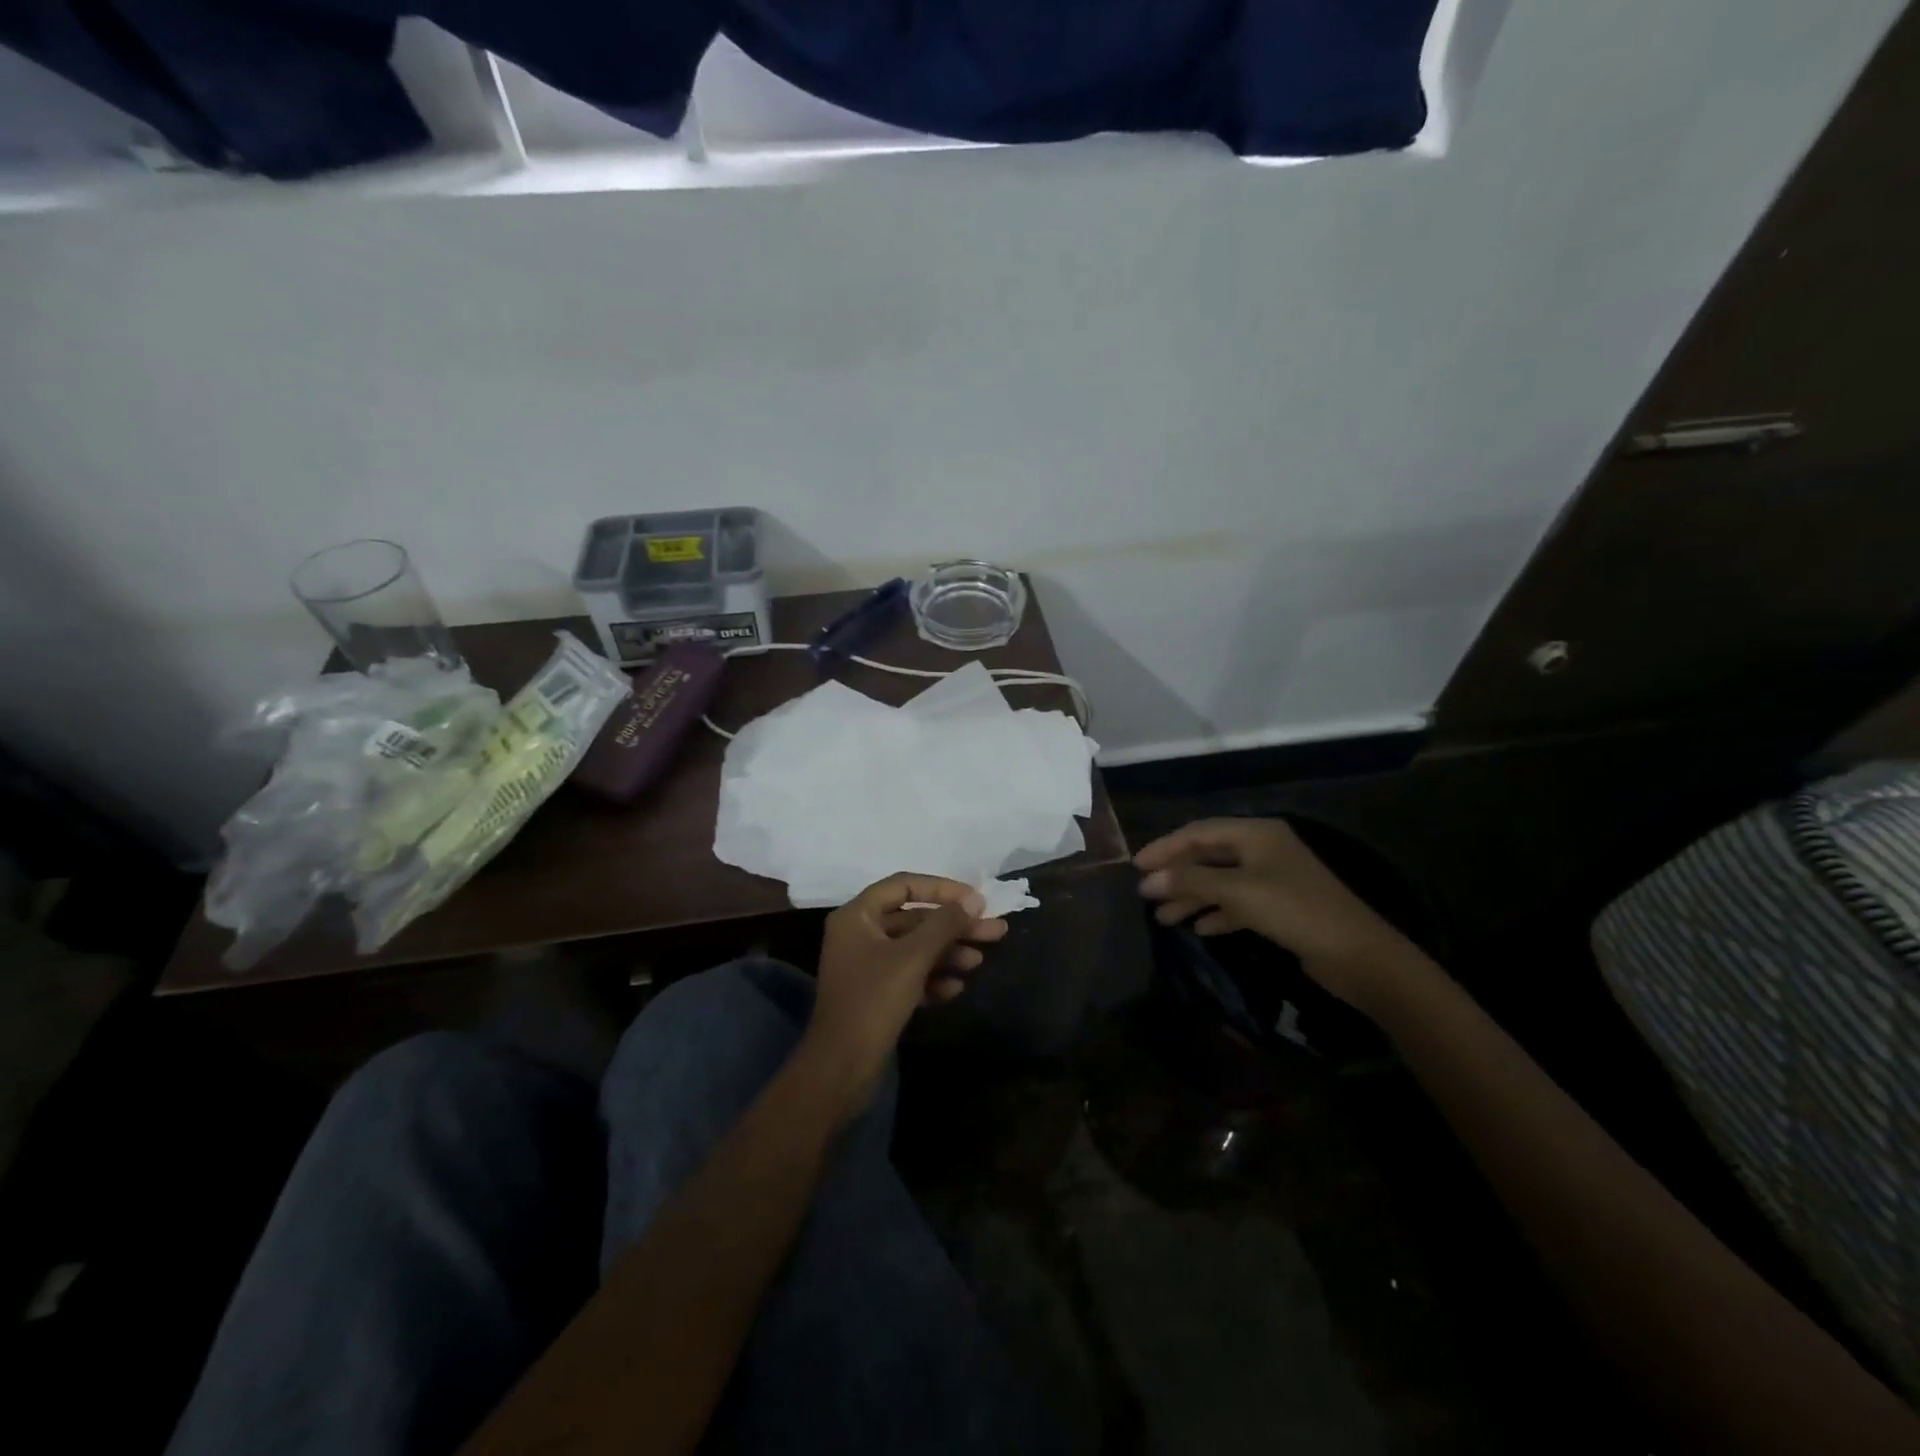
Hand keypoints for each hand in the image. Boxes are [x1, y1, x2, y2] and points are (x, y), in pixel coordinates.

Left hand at [809, 873, 1007, 1087]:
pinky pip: (910, 975)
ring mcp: (867, 966)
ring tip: (979, 962)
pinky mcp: (876, 994)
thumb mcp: (913, 957)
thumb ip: (944, 924)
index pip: (904, 885)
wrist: (841, 1068)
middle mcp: (859, 934)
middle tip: (995, 931)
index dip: (942, 888)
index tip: (976, 900)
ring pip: (915, 948)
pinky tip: (956, 988)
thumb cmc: (873, 1001)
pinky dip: (933, 977)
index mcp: (857, 916)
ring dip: (947, 953)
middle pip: (914, 919)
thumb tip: (974, 899)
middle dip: (953, 926)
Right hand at [1135, 818, 1431, 1013]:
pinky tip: (1198, 928)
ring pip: (1221, 882)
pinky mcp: (1280, 908)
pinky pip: (1237, 903)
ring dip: (1192, 897)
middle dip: (1177, 875)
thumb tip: (1147, 880)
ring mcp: (1273, 879)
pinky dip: (1216, 913)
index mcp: (1256, 834)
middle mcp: (1263, 850)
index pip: (1199, 832)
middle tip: (1146, 894)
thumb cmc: (1295, 911)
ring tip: (1164, 918)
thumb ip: (1190, 881)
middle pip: (1209, 856)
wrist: (1357, 955)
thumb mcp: (1238, 892)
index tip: (1136, 866)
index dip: (1165, 847)